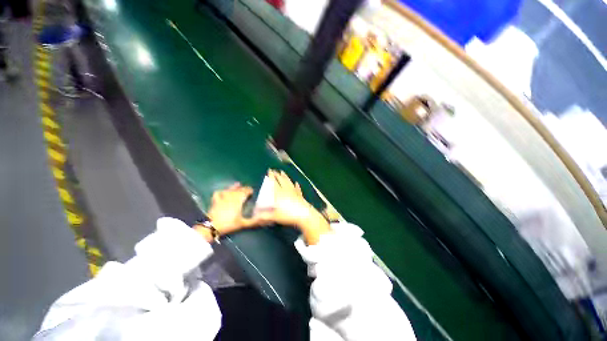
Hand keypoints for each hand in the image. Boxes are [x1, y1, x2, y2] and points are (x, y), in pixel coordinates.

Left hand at [195, 183, 265, 240]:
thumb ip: (253, 221)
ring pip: (230, 189)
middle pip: (239, 190)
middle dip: (244, 189)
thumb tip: (262, 218)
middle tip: (247, 190)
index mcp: (239, 200)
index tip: (252, 192)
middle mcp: (231, 196)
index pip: (245, 191)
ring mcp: (222, 197)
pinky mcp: (215, 200)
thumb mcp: (243, 224)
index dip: (249, 191)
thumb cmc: (229, 224)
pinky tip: (224, 191)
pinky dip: (222, 191)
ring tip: (238, 185)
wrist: (211, 226)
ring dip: (235, 187)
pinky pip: (219, 193)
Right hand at [255, 170, 330, 244]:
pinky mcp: (300, 196)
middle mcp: (286, 190)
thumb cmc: (288, 215)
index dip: (271, 176)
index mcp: (279, 193)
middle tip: (275, 170)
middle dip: (277, 175)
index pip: (274, 182)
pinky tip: (297, 183)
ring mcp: (294, 192)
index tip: (269, 170)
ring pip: (289, 182)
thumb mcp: (274, 217)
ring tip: (283, 172)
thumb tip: (254, 217)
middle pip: (281, 180)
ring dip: (286, 177)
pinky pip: (297, 189)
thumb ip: (263, 216)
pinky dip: (297, 186)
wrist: (304, 216)